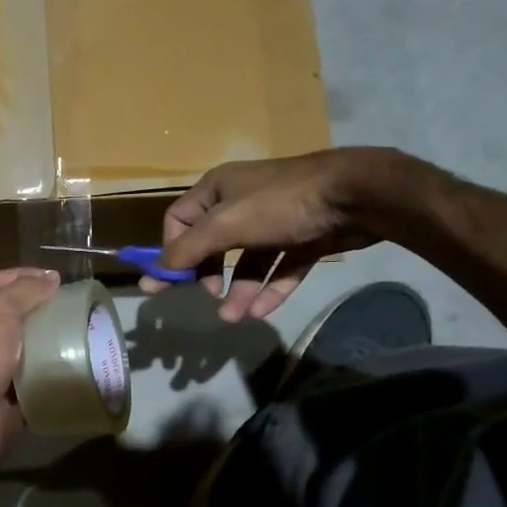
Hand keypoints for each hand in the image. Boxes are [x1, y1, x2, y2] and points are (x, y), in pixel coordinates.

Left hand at [0, 267, 60, 470]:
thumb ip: (24, 291)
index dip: (22, 275)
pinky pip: (35, 378)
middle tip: (72, 306)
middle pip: (11, 315)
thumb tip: (51, 278)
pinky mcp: (10, 396)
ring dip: (49, 340)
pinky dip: (52, 371)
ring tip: (80, 332)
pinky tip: (74, 363)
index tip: (55, 278)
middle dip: (40, 308)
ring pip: (25, 347)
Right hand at [148, 148, 419, 321]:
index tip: (169, 283)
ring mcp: (275, 221)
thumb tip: (150, 276)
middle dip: (208, 274)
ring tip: (235, 317)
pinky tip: (261, 313)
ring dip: (239, 290)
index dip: (172, 251)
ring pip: (248, 261)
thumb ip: (187, 251)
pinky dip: (270, 289)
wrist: (356, 195)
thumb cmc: (279, 203)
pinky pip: (280, 268)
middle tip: (209, 294)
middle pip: (212, 244)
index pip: (179, 221)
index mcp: (218, 190)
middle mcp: (242, 202)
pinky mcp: (304, 239)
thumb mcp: (224, 225)